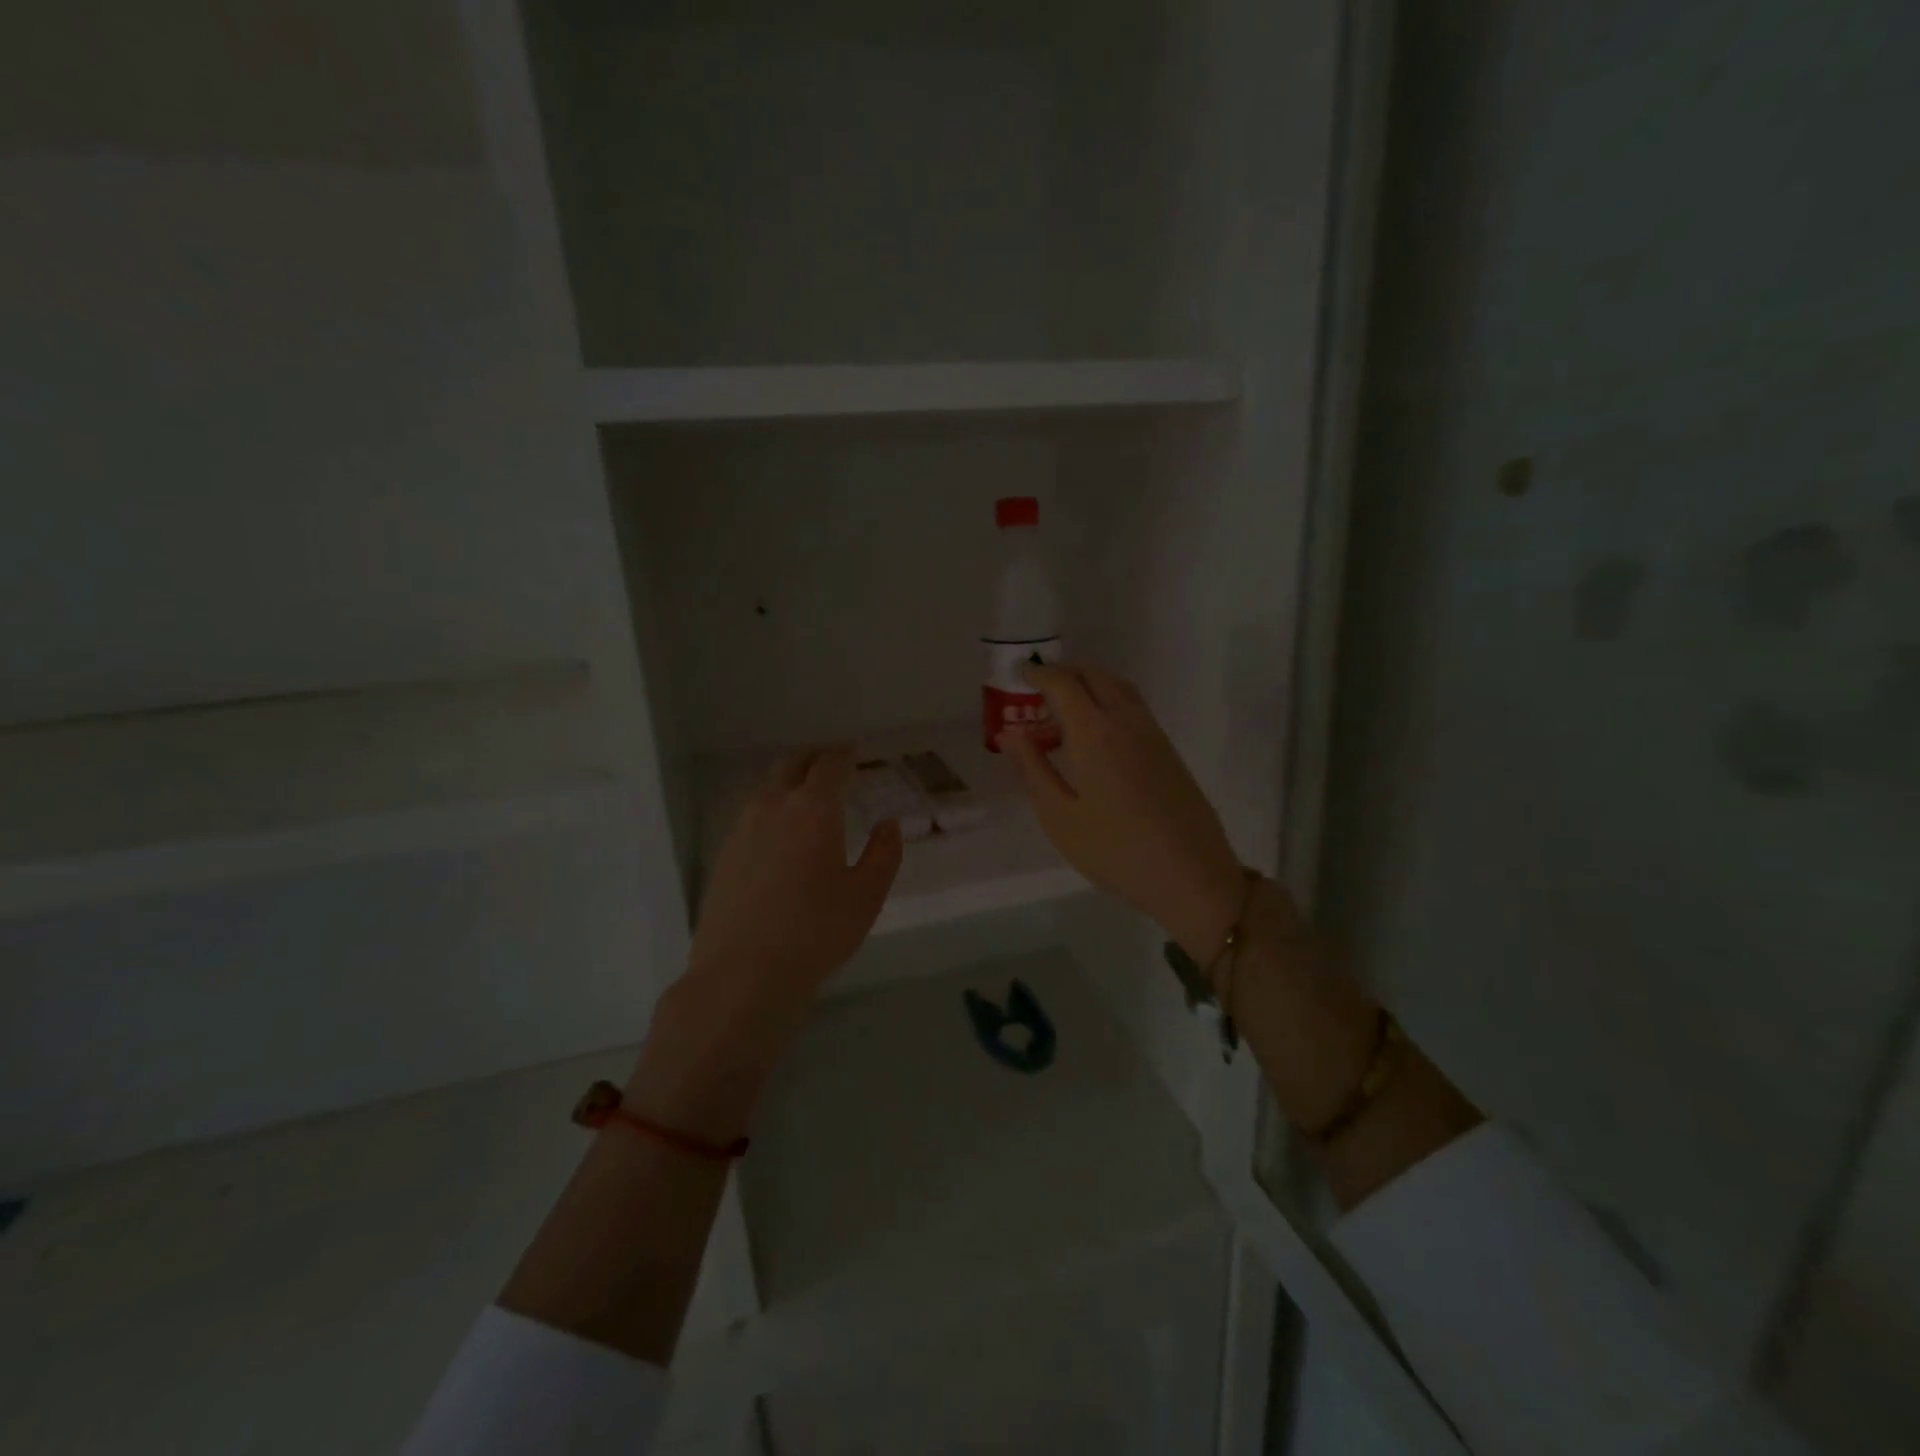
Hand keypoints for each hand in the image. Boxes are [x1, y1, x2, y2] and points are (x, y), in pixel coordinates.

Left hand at [630, 748, 901, 1141]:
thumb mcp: (867, 895)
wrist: (743, 973)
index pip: (831, 765)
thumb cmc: (817, 931)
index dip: (845, 754)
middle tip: (832, 763)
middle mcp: (773, 806)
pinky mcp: (724, 854)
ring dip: (790, 782)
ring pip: (768, 788)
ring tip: (808, 797)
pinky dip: (771, 808)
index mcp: (813, 809)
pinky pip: (751, 814)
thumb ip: (884, 853)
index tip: (855, 751)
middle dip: (815, 758)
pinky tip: (780, 834)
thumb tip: (888, 825)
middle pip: (792, 764)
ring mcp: (741, 829)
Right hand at [1001, 663, 1244, 959]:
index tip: (1019, 674)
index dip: (1038, 673)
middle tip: (1039, 686)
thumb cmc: (1114, 851)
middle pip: (1094, 674)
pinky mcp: (1168, 749)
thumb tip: (1010, 734)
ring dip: (1089, 682)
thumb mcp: (1059, 817)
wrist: (1190, 875)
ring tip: (1065, 705)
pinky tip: (1096, 731)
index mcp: (1094, 733)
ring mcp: (1152, 732)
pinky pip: (1133, 705)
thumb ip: (1032, 769)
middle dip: (1064, 671)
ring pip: (1118, 686)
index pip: (1063, 683)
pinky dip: (1109, 699)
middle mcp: (1125, 721)